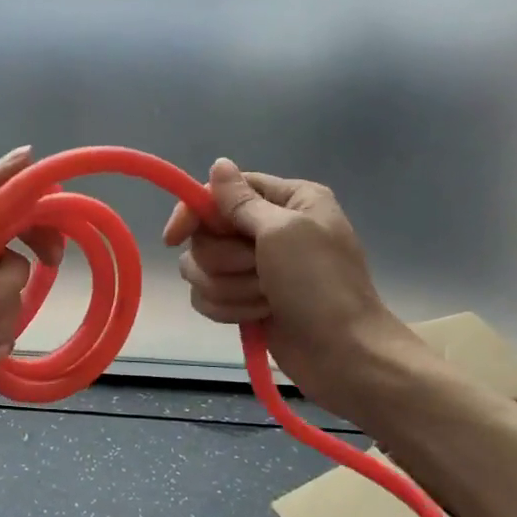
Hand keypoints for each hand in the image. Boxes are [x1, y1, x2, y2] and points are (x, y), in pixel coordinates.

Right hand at [161, 159, 422, 418]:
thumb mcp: (283, 232)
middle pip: (206, 234)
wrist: (342, 353)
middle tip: (260, 272)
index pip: (220, 192)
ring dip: (230, 289)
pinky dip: (228, 309)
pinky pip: (207, 297)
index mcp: (287, 200)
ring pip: (202, 269)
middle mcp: (268, 228)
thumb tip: (218, 164)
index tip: (174, 238)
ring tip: (265, 300)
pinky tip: (257, 317)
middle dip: (226, 261)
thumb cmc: (320, 285)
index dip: (193, 213)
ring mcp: (254, 266)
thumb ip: (242, 201)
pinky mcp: (243, 299)